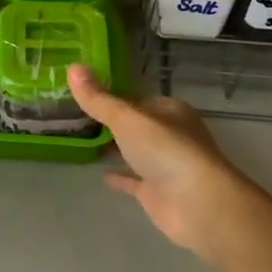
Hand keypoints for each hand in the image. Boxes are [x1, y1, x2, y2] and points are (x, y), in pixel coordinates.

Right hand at [68, 65, 265, 262]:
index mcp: (169, 110)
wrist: (198, 204)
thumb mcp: (127, 119)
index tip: (79, 95)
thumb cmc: (166, 151)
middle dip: (109, 122)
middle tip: (73, 117)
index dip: (108, 96)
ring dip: (114, 147)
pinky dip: (119, 176)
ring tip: (81, 141)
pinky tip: (99, 174)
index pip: (134, 98)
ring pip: (134, 151)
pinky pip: (134, 180)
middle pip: (134, 124)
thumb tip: (72, 67)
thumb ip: (99, 99)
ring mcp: (165, 165)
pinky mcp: (158, 192)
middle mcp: (169, 134)